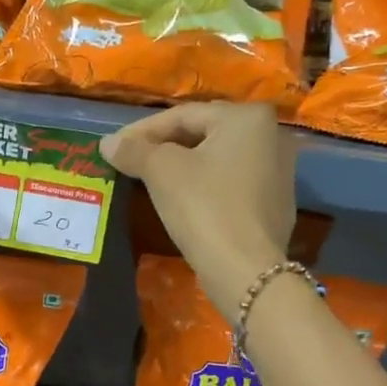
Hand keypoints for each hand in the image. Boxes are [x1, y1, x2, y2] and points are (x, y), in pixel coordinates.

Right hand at [102, 102, 297, 321]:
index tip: (113, 147)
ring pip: (217, 160)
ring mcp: (279, 171)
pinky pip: (231, 184)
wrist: (245, 269)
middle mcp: (272, 135)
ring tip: (150, 179)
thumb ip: (134, 150)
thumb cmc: (204, 207)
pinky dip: (204, 186)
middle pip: (203, 134)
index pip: (183, 115)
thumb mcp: (161, 171)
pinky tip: (182, 200)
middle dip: (164, 146)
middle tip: (131, 161)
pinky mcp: (275, 203)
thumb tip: (107, 143)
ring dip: (183, 166)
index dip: (142, 131)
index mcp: (247, 117)